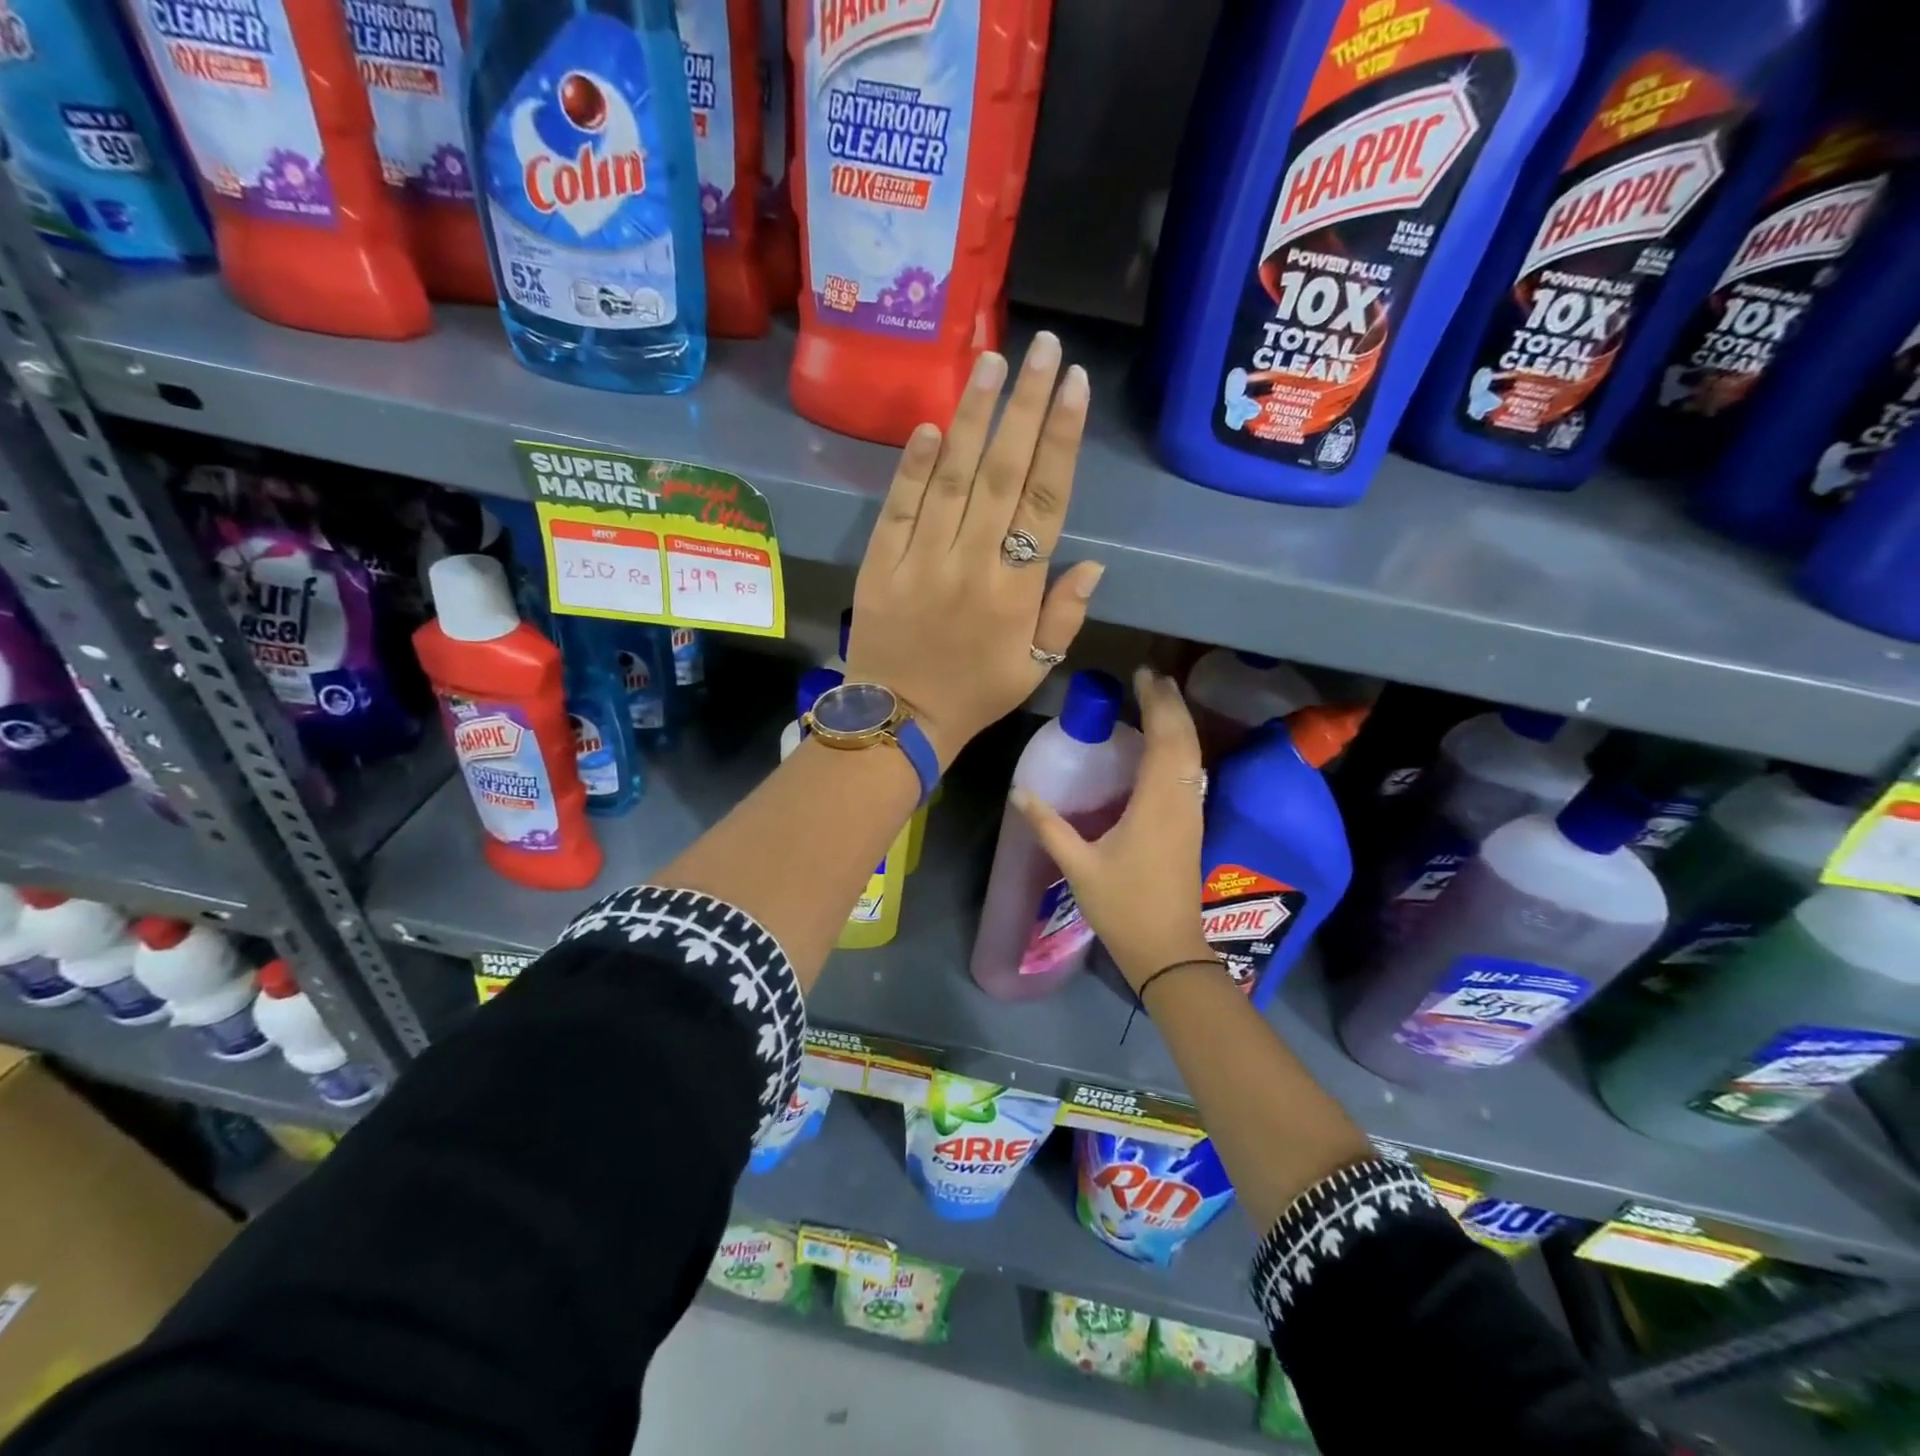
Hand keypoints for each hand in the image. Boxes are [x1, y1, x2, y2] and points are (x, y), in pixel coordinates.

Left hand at [845, 332, 1104, 766]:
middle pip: (1003, 474)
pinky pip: (899, 507)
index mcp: (1016, 592)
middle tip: (1040, 346)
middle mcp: (971, 565)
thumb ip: (1065, 614)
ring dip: (973, 417)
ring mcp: (921, 561)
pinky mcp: (881, 563)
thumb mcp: (1036, 668)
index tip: (1073, 385)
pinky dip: (914, 466)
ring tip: (990, 361)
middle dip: (1024, 405)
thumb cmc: (975, 694)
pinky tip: (932, 424)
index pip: (1045, 501)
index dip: (1060, 439)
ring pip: (952, 478)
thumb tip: (1094, 561)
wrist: (898, 721)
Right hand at [1011, 668, 1214, 991]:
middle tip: (1151, 677)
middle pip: (1184, 740)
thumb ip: (1049, 826)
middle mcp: (1181, 800)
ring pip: (1192, 755)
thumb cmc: (1123, 907)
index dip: (1157, 703)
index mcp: (1157, 804)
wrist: (1168, 950)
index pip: (1165, 739)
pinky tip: (1163, 745)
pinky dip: (1179, 746)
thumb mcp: (1079, 866)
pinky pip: (1190, 771)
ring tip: (1159, 698)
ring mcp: (1191, 813)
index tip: (1143, 674)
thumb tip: (1019, 792)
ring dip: (1179, 722)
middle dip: (1171, 704)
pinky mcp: (1192, 825)